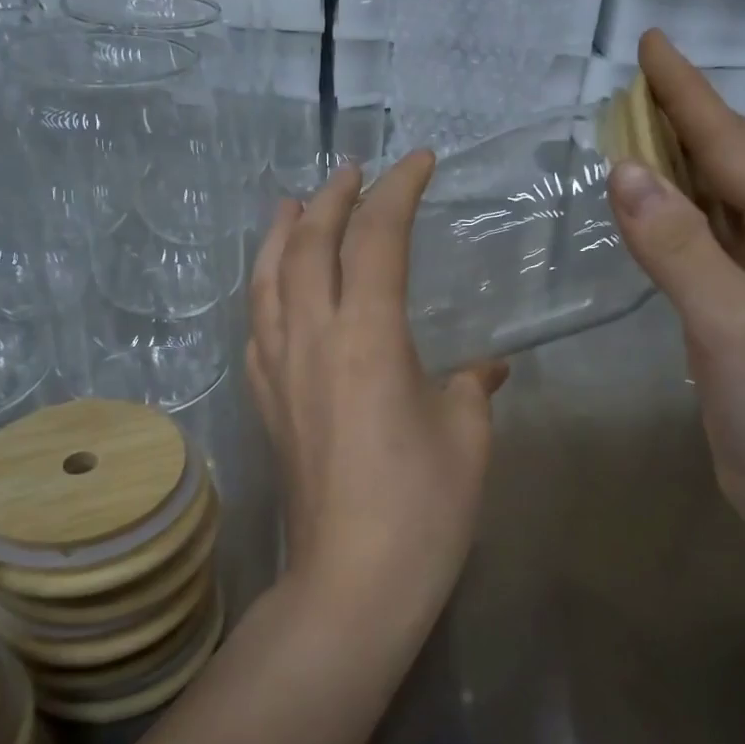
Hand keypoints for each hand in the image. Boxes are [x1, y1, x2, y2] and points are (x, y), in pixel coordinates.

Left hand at [247, 154, 507, 616]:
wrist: (353, 581)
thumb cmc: (424, 507)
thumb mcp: (466, 435)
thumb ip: (472, 386)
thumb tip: (488, 368)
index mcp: (368, 337)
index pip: (377, 239)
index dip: (398, 191)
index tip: (420, 162)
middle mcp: (311, 340)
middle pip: (310, 246)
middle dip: (332, 198)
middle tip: (353, 171)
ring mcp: (279, 372)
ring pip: (268, 281)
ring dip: (282, 234)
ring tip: (291, 205)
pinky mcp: (267, 404)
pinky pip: (256, 327)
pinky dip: (265, 291)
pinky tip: (274, 290)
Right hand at [607, 31, 744, 543]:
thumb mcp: (730, 323)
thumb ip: (678, 247)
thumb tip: (623, 171)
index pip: (734, 145)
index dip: (689, 94)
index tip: (651, 43)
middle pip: (735, 163)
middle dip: (688, 118)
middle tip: (638, 84)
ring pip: (720, 205)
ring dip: (681, 167)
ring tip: (638, 134)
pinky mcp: (743, 317)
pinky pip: (706, 248)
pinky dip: (677, 221)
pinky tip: (655, 215)